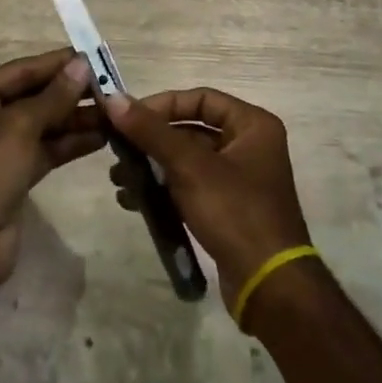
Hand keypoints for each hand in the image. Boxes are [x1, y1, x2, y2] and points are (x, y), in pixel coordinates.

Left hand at [0, 49, 102, 293]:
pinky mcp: (14, 174)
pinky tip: (102, 137)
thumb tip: (82, 65)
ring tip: (114, 111)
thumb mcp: (17, 129)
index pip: (21, 71)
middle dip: (70, 93)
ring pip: (43, 124)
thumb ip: (53, 97)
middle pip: (33, 96)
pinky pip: (46, 149)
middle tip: (111, 85)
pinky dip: (71, 143)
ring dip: (76, 118)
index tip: (94, 55)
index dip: (57, 63)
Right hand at [100, 88, 311, 317]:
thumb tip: (113, 99)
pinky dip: (165, 189)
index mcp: (253, 125)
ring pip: (188, 160)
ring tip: (119, 178)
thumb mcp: (190, 167)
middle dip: (152, 140)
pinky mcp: (230, 208)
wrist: (268, 284)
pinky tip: (134, 200)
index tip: (128, 119)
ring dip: (153, 166)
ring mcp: (241, 179)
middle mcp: (250, 146)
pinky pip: (191, 186)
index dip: (163, 105)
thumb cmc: (235, 212)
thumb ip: (151, 131)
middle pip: (192, 129)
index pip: (201, 98)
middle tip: (118, 150)